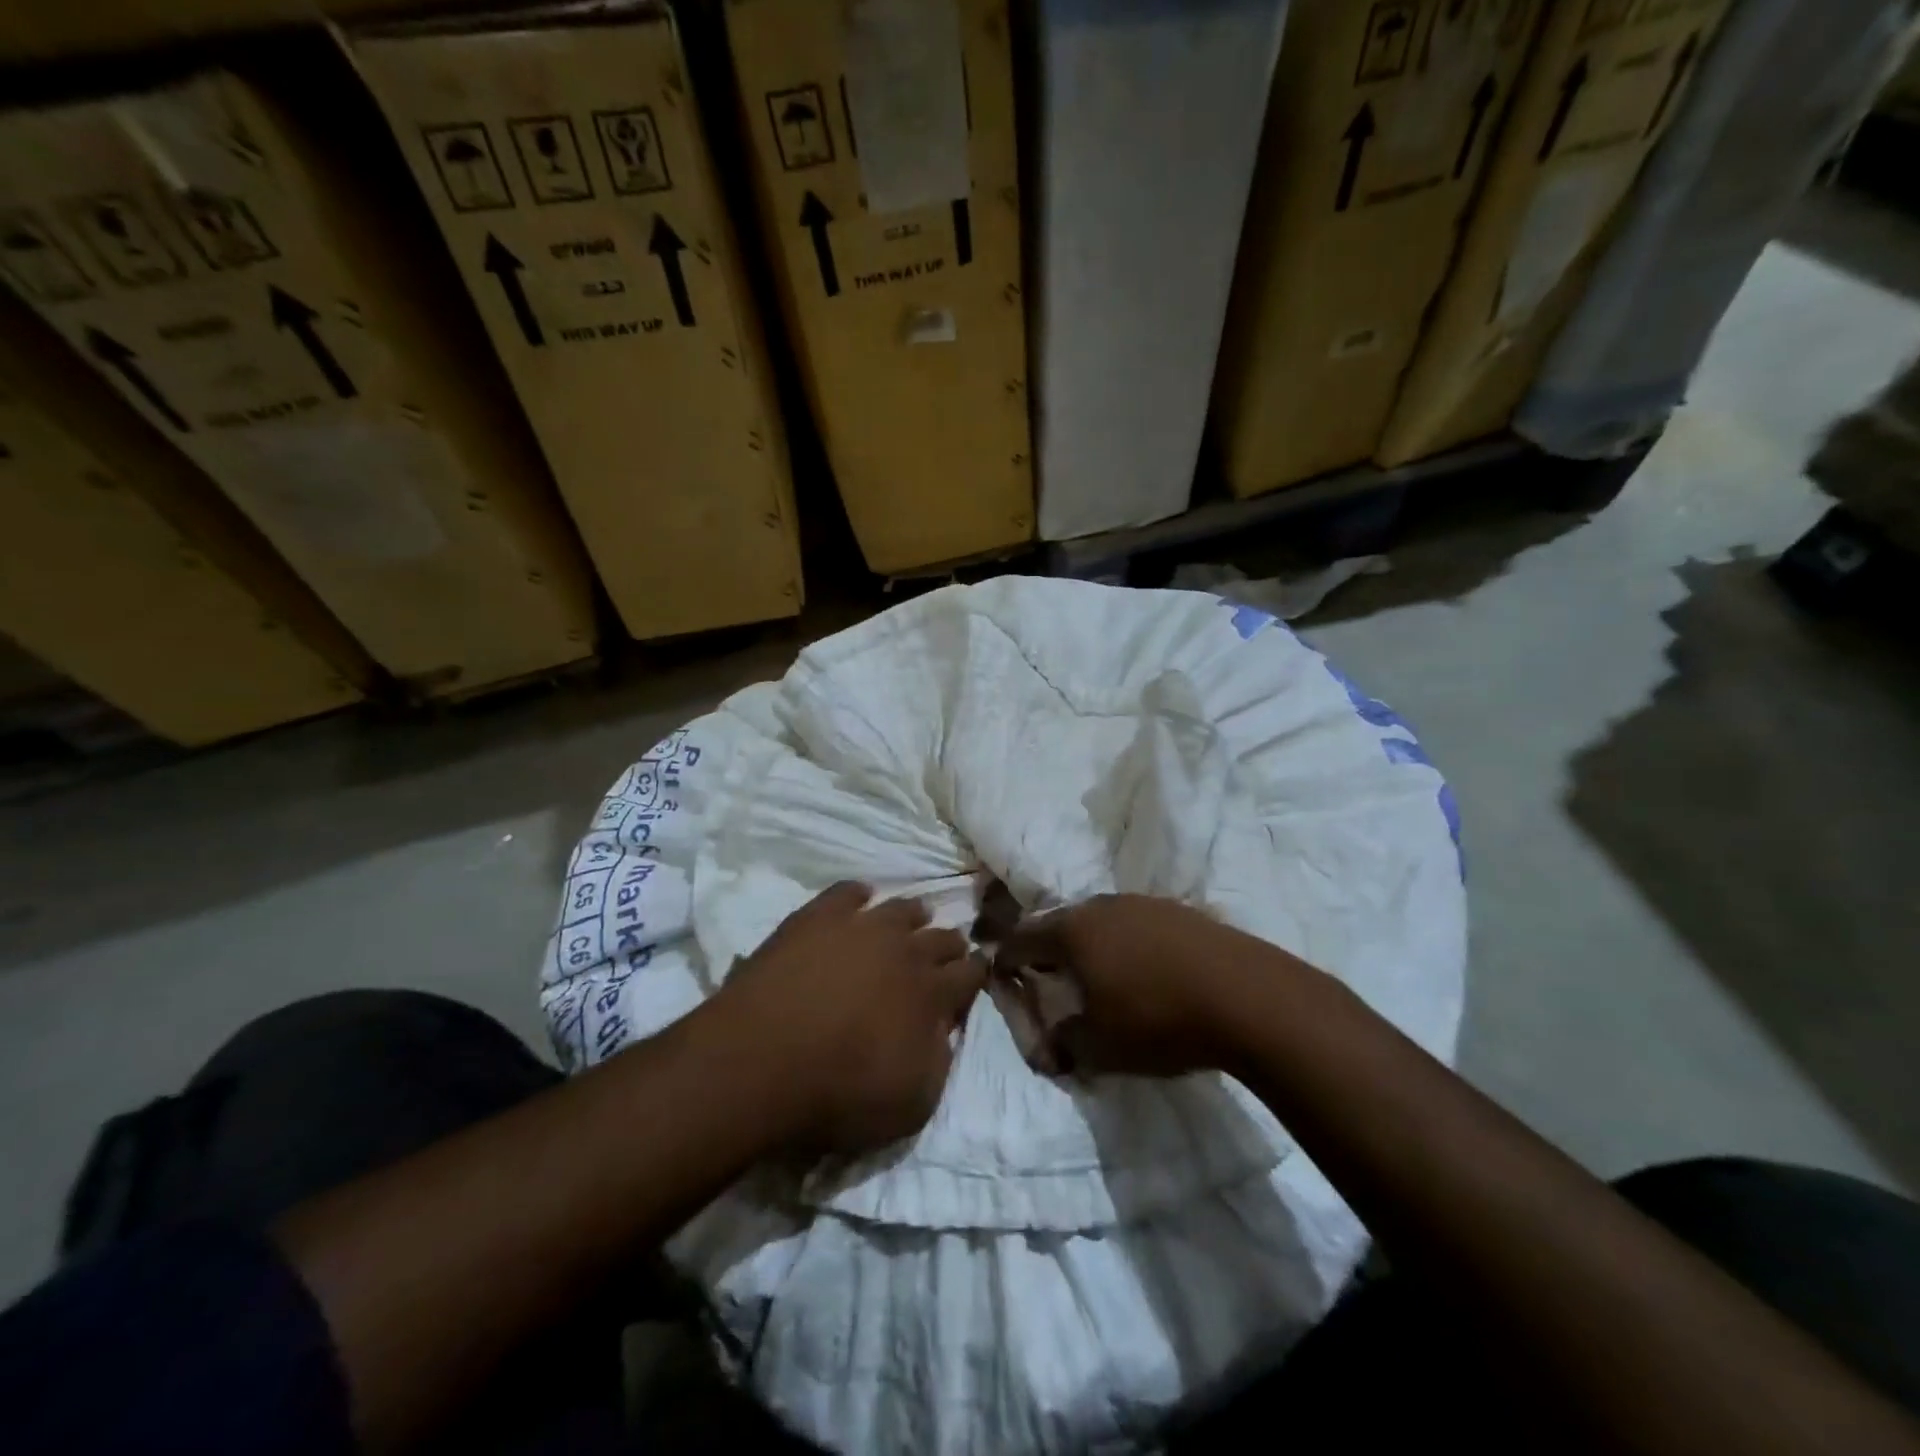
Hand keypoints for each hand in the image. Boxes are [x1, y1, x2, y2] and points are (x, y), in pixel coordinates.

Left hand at [714, 882, 983, 1153]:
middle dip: (950, 945)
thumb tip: (945, 1031)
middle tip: (949, 950)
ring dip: (913, 916)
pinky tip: (860, 897)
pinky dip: (859, 894)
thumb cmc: (840, 1092)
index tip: (978, 971)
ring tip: (915, 918)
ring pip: (901, 909)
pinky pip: (848, 892)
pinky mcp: (818, 916)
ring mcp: (861, 926)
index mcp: (932, 993)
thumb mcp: (912, 1103)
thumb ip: (939, 1061)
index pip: (970, 974)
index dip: (977, 972)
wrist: (761, 1059)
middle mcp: (905, 950)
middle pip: (942, 937)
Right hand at [993, 894, 1263, 1077]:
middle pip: (1061, 923)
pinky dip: (1129, 943)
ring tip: (1100, 974)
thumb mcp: (1100, 1047)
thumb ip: (1065, 1043)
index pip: (1023, 939)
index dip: (1008, 958)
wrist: (1247, 996)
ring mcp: (1143, 903)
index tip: (1003, 974)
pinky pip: (1137, 924)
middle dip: (1050, 949)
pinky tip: (1146, 969)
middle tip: (1050, 976)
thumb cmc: (1158, 1019)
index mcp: (1073, 931)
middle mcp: (1102, 906)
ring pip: (1101, 920)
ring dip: (1092, 944)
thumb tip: (1050, 1045)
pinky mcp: (1180, 910)